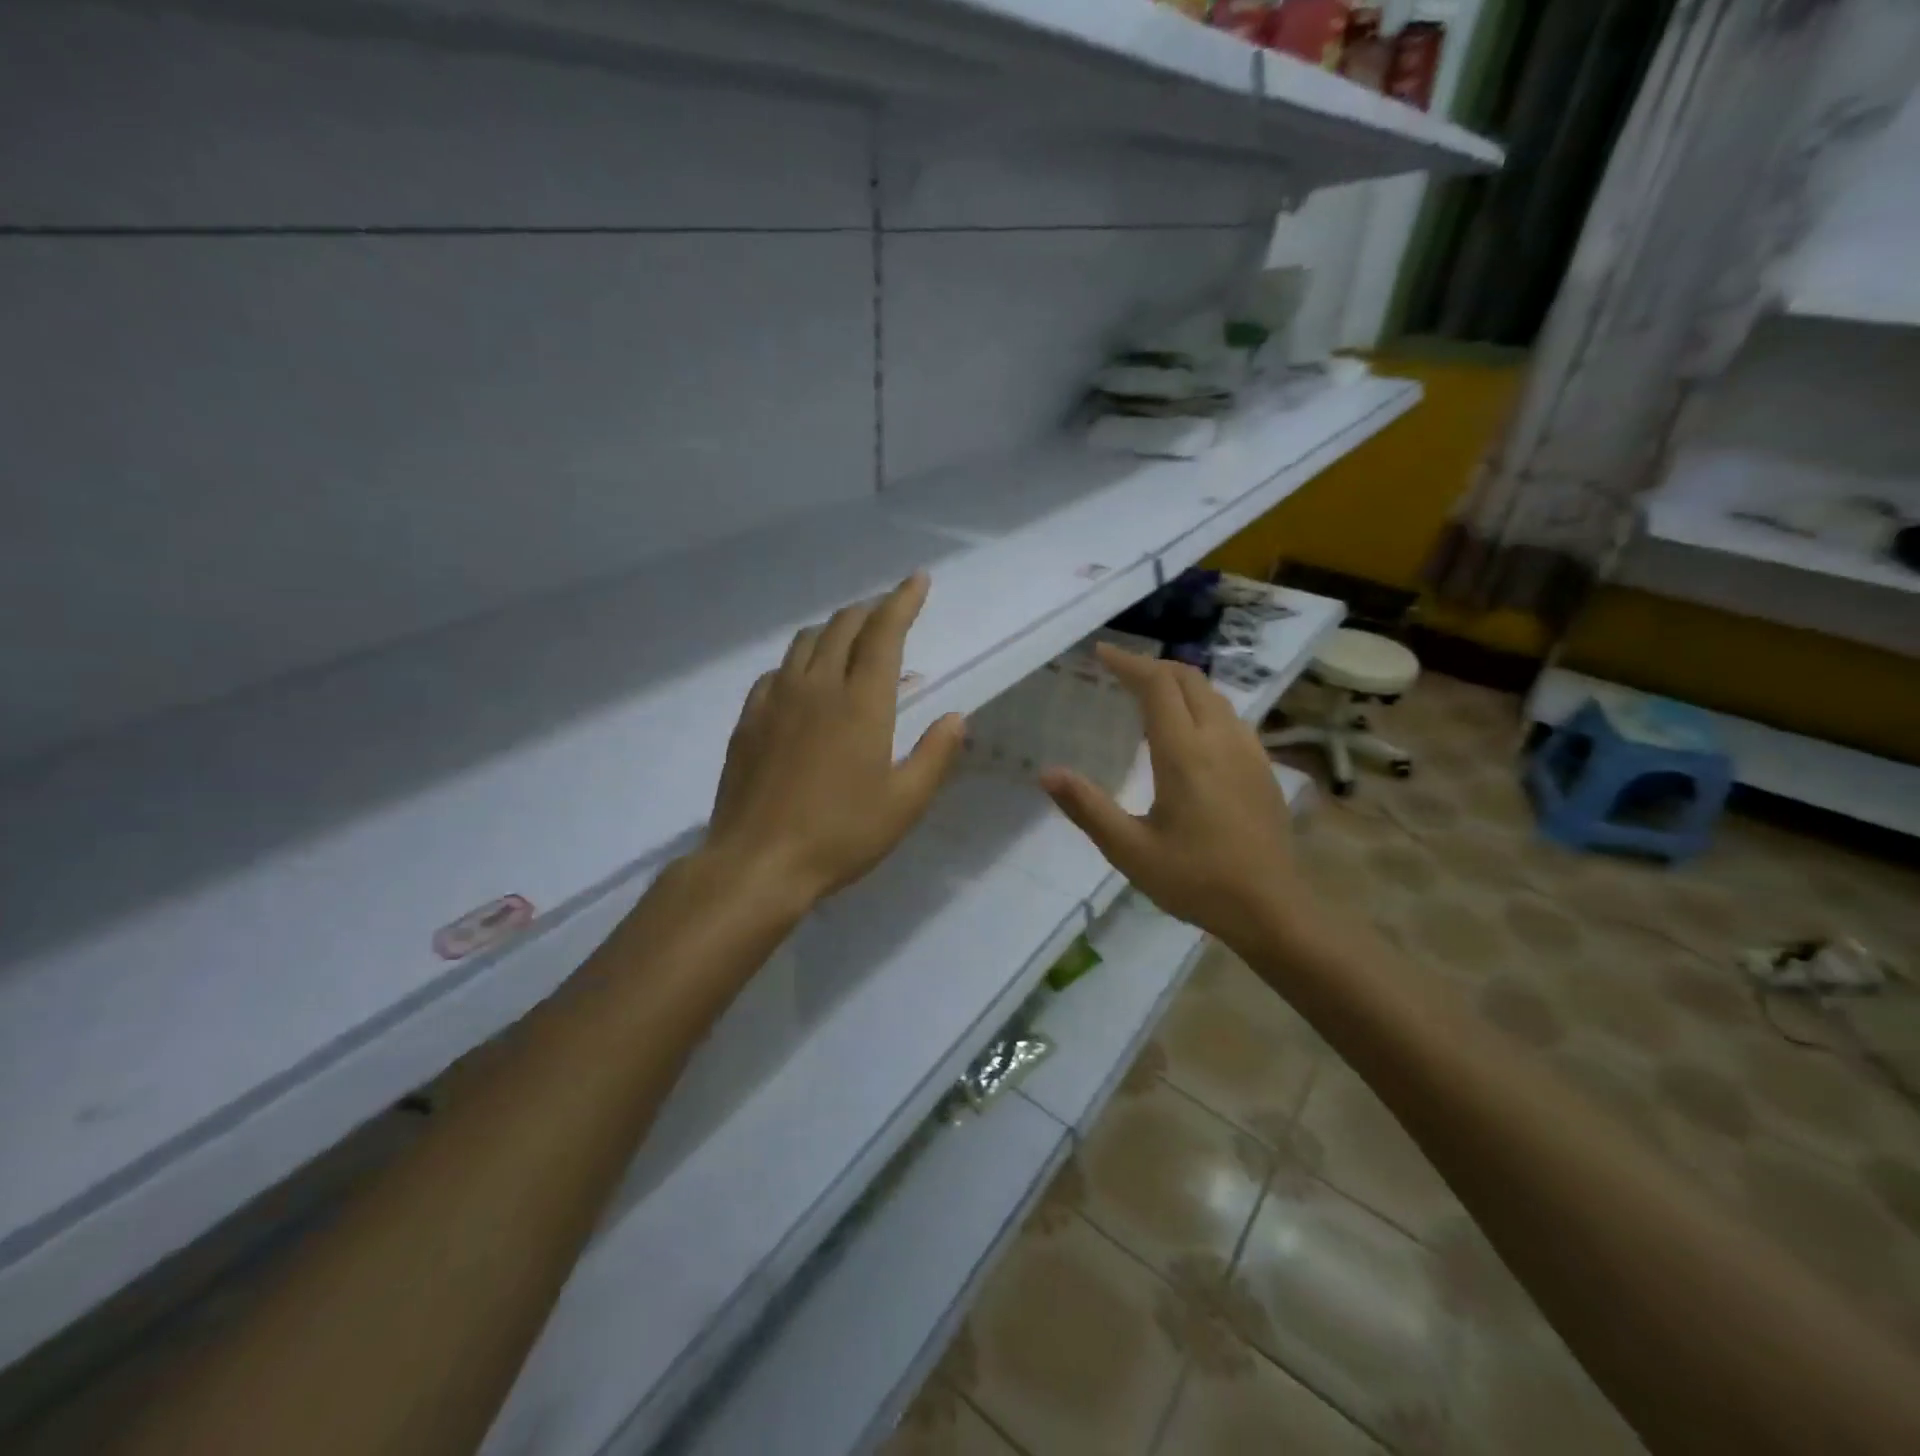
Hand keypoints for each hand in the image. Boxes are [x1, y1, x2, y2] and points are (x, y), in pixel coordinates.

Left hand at [705, 572, 965, 907]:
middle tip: (888, 614)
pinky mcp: (749, 720)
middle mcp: (816, 687)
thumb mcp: (905, 803)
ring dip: (833, 631)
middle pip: (842, 627)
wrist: (757, 863)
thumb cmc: (840, 835)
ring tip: (851, 642)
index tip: (918, 579)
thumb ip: (935, 754)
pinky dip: (800, 663)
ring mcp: (775, 700)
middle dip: (869, 612)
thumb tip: (956, 717)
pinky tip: (804, 683)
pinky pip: (777, 672)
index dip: (903, 600)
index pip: (884, 633)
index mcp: (861, 703)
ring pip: (805, 642)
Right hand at [1040, 644, 1307, 955]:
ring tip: (1150, 693)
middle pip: (1189, 679)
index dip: (1129, 663)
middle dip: (1153, 666)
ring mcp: (1248, 751)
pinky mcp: (1263, 767)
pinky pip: (1229, 716)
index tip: (1101, 652)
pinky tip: (1191, 730)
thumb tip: (1047, 773)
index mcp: (1184, 754)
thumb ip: (1088, 808)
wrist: (1271, 909)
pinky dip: (1202, 704)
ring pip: (1213, 695)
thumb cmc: (1195, 880)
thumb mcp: (1130, 851)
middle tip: (1120, 670)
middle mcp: (1220, 739)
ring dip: (1180, 683)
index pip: (1157, 685)